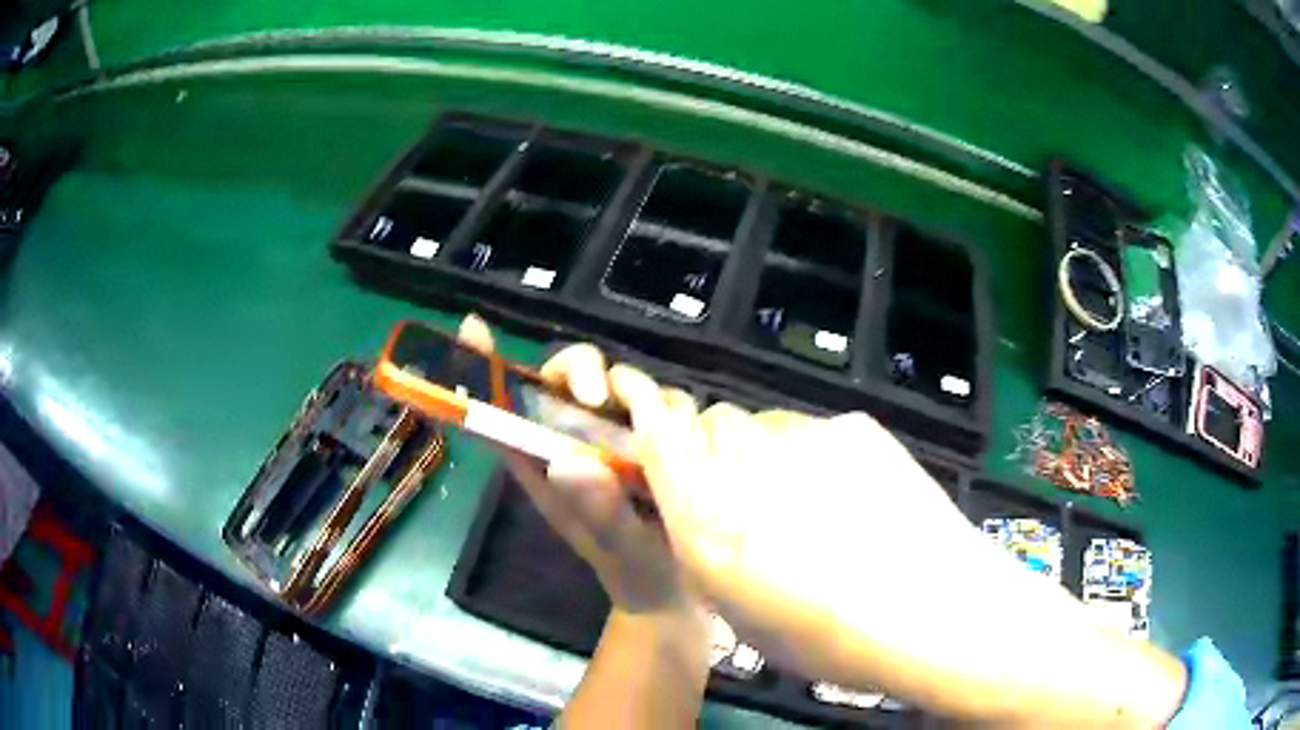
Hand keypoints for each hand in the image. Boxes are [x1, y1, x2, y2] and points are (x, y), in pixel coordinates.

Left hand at [456, 315, 695, 615]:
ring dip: (635, 390)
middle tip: (596, 396)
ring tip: (655, 426)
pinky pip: (665, 402)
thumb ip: (595, 510)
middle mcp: (581, 442)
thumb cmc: (634, 572)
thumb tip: (569, 460)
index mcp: (548, 465)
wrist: (679, 589)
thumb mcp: (616, 549)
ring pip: (620, 383)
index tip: (473, 330)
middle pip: (567, 378)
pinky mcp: (660, 437)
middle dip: (580, 370)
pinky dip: (673, 408)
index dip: (486, 368)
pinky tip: (686, 438)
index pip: (508, 408)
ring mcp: (621, 437)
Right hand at [602, 368, 978, 665]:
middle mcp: (748, 465)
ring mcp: (807, 437)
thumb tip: (699, 511)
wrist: (932, 608)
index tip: (655, 426)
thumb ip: (705, 549)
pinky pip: (816, 430)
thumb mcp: (740, 612)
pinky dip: (818, 455)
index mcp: (709, 517)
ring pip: (766, 425)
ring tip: (812, 501)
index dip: (652, 420)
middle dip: (719, 452)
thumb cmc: (828, 637)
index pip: (659, 433)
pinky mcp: (855, 427)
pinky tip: (854, 494)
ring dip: (769, 453)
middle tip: (753, 498)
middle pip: (715, 425)